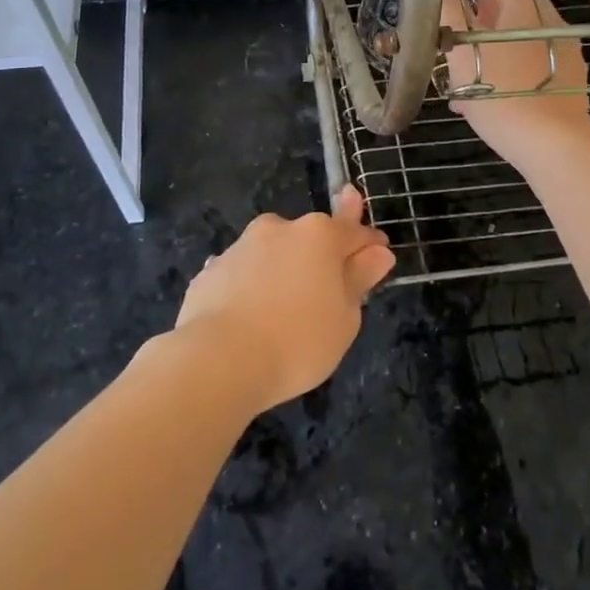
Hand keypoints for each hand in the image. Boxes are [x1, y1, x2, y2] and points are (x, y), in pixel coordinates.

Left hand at [173, 185, 394, 412]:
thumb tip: (378, 252)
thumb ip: (359, 279)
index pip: (355, 232)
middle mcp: (279, 228)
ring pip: (273, 253)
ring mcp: (240, 246)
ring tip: (282, 313)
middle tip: (327, 292)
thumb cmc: (298, 340)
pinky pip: (242, 275)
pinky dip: (251, 288)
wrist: (218, 360)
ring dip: (283, 272)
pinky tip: (249, 318)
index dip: (370, 246)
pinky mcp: (210, 271)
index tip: (379, 259)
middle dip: (321, 257)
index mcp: (319, 234)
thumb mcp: (345, 317)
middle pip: (310, 239)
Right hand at [443, 0, 589, 164]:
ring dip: (503, 65)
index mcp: (526, 10)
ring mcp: (570, 55)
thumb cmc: (500, 94)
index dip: (479, 12)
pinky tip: (506, 111)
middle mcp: (553, 25)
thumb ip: (450, 13)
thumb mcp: (460, 52)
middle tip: (466, 71)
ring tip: (479, 98)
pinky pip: (542, 74)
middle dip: (488, 42)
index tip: (462, 39)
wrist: (552, 142)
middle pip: (516, 22)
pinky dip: (523, 84)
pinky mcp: (576, 84)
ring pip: (527, 51)